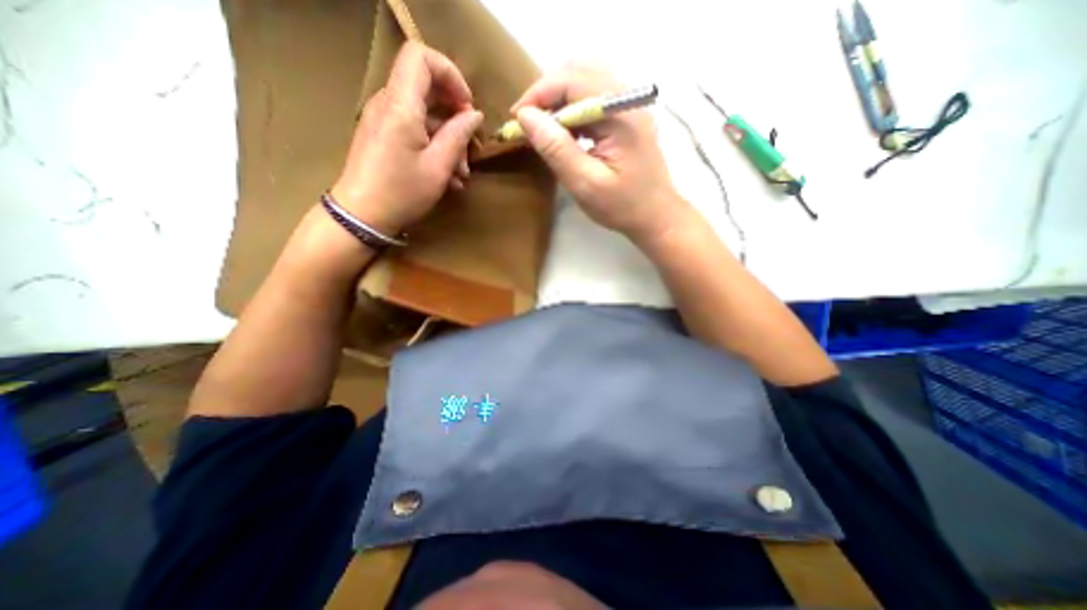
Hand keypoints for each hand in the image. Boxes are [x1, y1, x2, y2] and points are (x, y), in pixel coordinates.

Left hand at [332, 44, 483, 234]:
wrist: (361, 216)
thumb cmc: (402, 192)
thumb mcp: (438, 167)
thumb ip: (458, 136)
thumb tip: (474, 114)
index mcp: (401, 105)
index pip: (422, 57)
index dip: (450, 75)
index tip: (468, 107)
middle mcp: (388, 104)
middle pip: (427, 88)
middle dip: (456, 115)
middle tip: (472, 146)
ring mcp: (384, 121)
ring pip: (424, 114)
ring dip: (449, 139)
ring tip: (462, 173)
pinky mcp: (383, 137)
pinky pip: (414, 130)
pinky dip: (434, 147)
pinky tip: (448, 176)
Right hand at [512, 63, 687, 244]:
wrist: (656, 216)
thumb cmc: (622, 206)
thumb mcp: (585, 183)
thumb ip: (556, 148)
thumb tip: (526, 117)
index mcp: (620, 113)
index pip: (572, 80)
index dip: (538, 95)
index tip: (516, 120)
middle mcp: (627, 98)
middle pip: (579, 71)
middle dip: (546, 93)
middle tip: (528, 123)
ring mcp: (630, 105)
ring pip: (586, 80)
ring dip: (559, 98)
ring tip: (543, 127)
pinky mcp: (628, 116)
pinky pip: (595, 96)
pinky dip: (573, 108)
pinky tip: (565, 131)